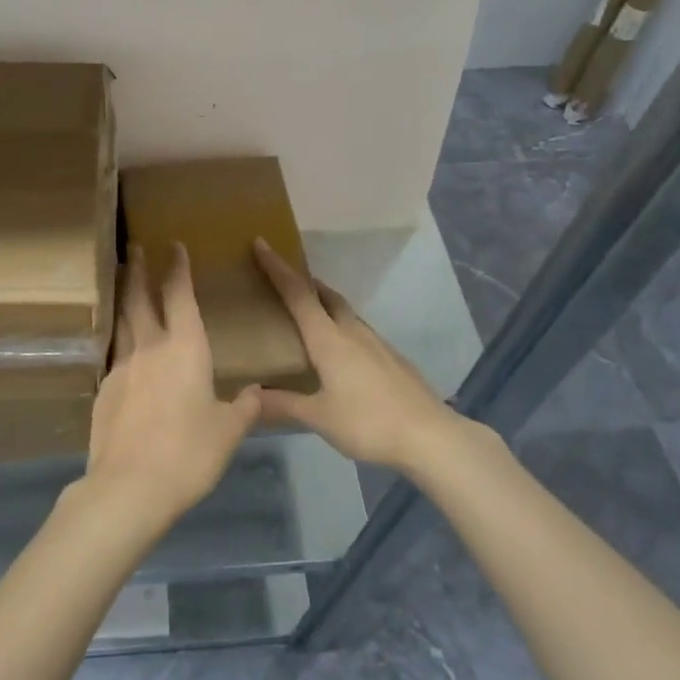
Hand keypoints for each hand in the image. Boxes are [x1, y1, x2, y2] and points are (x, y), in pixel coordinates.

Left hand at [84, 245, 260, 525]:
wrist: (129, 486)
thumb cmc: (189, 453)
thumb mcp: (228, 432)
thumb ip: (244, 408)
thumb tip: (257, 393)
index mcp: (185, 349)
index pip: (180, 296)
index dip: (178, 269)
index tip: (174, 246)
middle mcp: (150, 348)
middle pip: (140, 299)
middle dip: (138, 270)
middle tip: (133, 247)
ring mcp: (121, 368)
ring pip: (122, 323)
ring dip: (123, 299)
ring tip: (122, 284)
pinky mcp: (103, 391)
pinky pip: (114, 356)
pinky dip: (120, 344)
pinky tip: (124, 354)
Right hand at [253, 238, 460, 471]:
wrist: (430, 436)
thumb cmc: (368, 423)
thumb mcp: (319, 417)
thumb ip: (283, 405)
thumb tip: (250, 396)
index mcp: (329, 340)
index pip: (298, 294)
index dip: (277, 268)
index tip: (261, 243)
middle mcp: (352, 332)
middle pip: (325, 295)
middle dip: (304, 282)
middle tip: (284, 281)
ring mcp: (377, 344)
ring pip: (345, 313)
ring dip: (325, 304)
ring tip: (309, 315)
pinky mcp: (393, 358)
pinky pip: (360, 332)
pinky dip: (342, 328)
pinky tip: (342, 352)